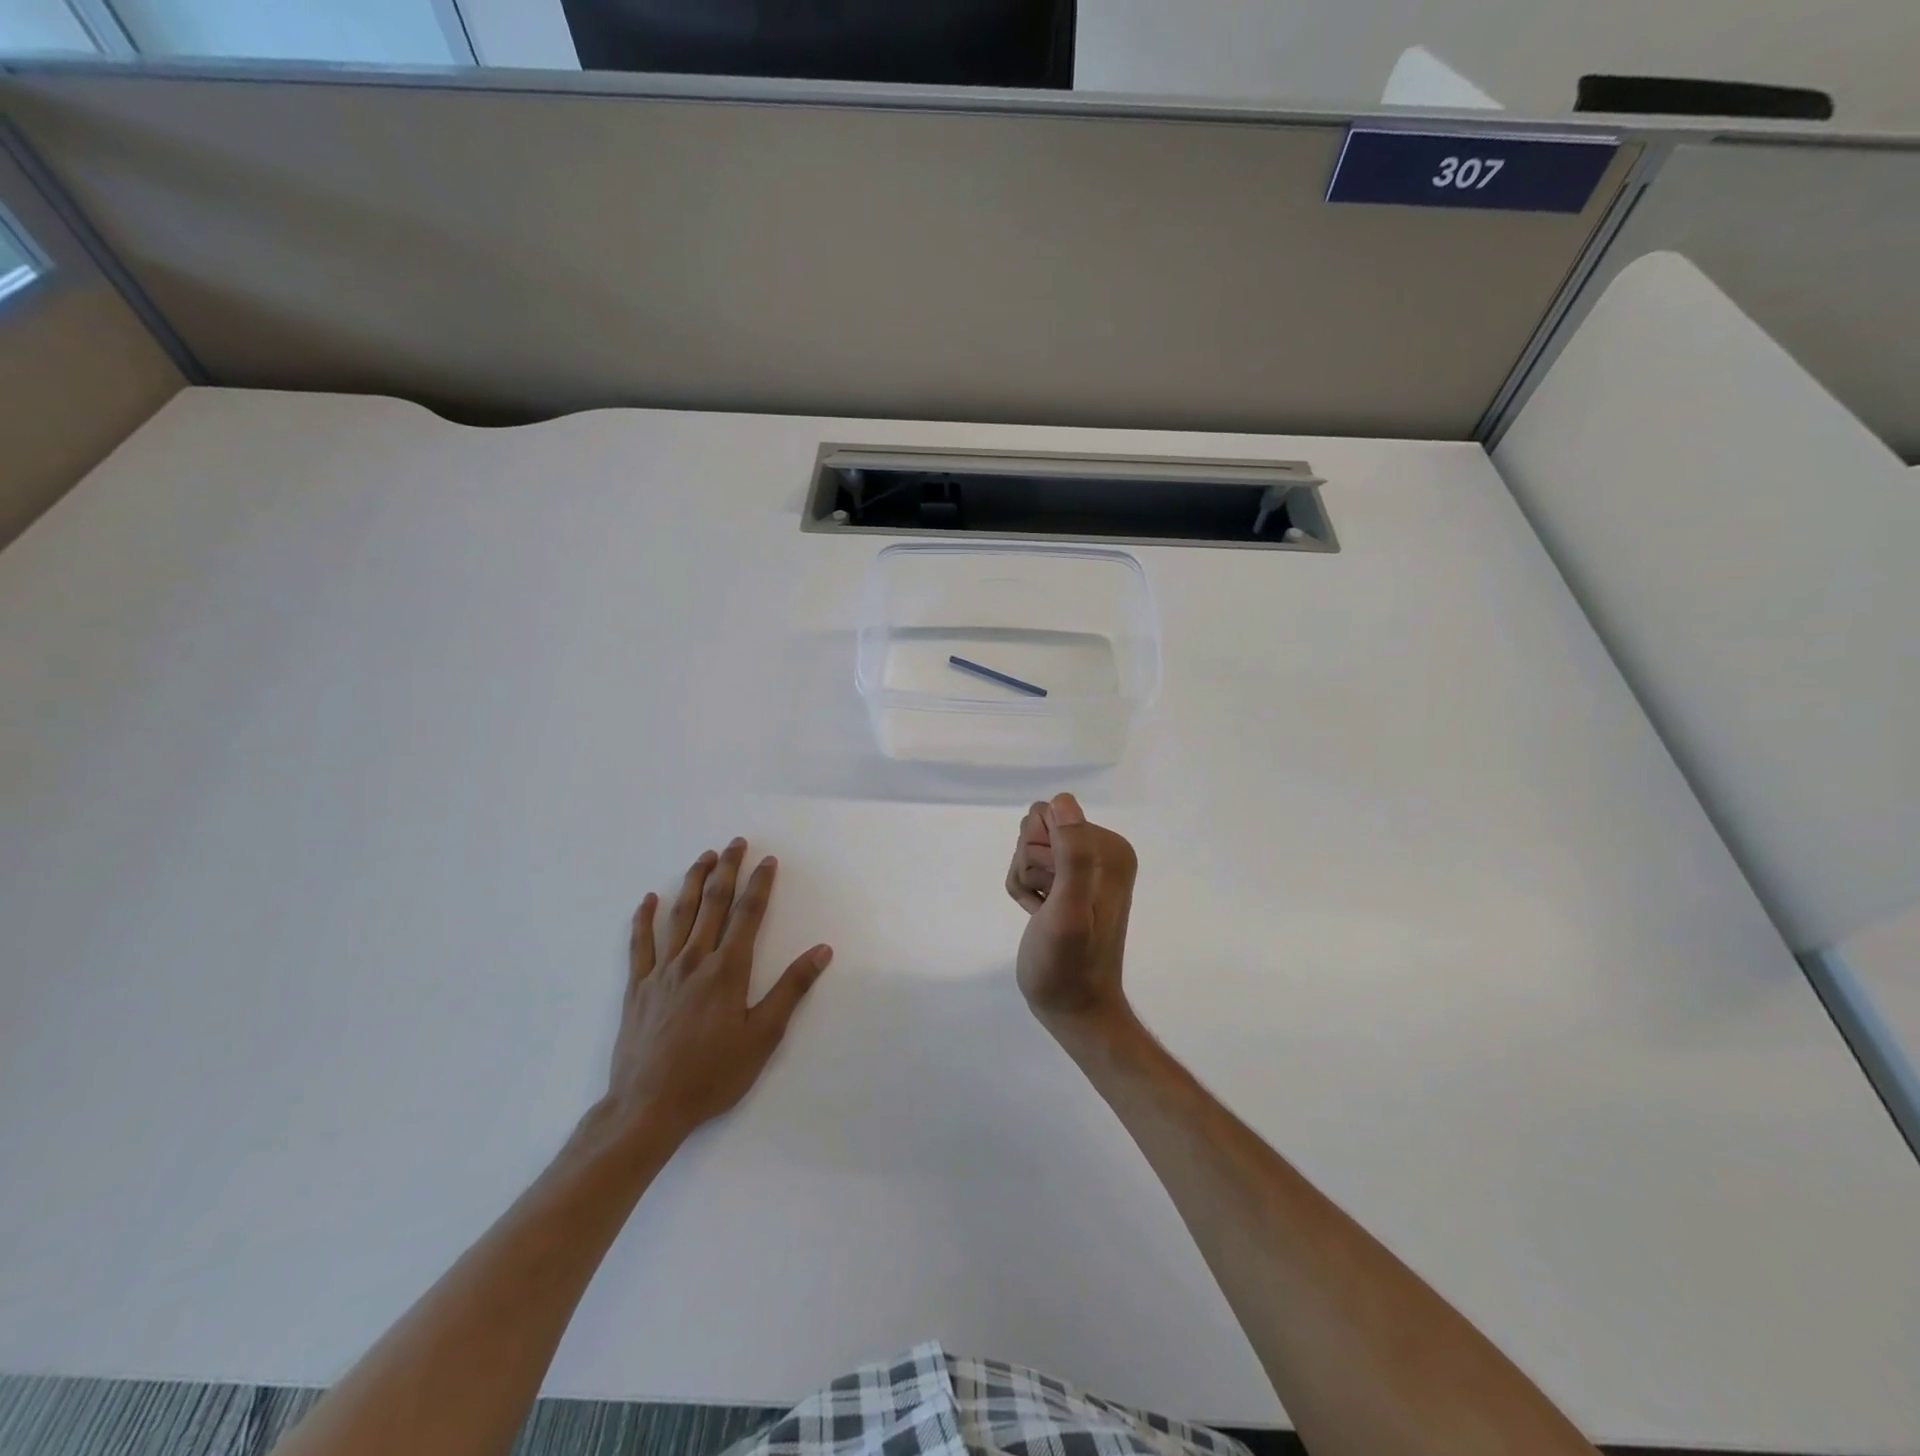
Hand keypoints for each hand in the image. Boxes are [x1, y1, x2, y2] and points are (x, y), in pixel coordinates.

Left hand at [605, 838, 831, 1143]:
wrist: (648, 1107)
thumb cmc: (713, 1074)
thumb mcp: (763, 1037)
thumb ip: (791, 990)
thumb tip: (821, 951)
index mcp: (727, 970)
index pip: (747, 914)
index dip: (759, 884)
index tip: (767, 860)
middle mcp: (694, 960)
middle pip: (713, 904)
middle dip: (727, 870)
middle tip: (735, 843)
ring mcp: (661, 971)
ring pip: (679, 915)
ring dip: (693, 882)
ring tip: (704, 857)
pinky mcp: (637, 987)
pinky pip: (639, 944)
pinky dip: (643, 918)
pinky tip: (649, 899)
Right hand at [1006, 793, 1137, 1031]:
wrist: (1073, 1010)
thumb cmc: (1068, 965)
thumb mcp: (1068, 910)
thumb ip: (1072, 855)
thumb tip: (1064, 802)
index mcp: (1110, 849)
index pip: (1049, 814)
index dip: (1037, 852)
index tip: (1051, 889)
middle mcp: (1102, 851)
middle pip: (1037, 829)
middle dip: (1028, 867)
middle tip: (1046, 904)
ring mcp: (1086, 867)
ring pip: (1029, 848)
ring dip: (1025, 881)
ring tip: (1042, 913)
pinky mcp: (1070, 883)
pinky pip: (1030, 867)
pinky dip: (1026, 892)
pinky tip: (1039, 916)